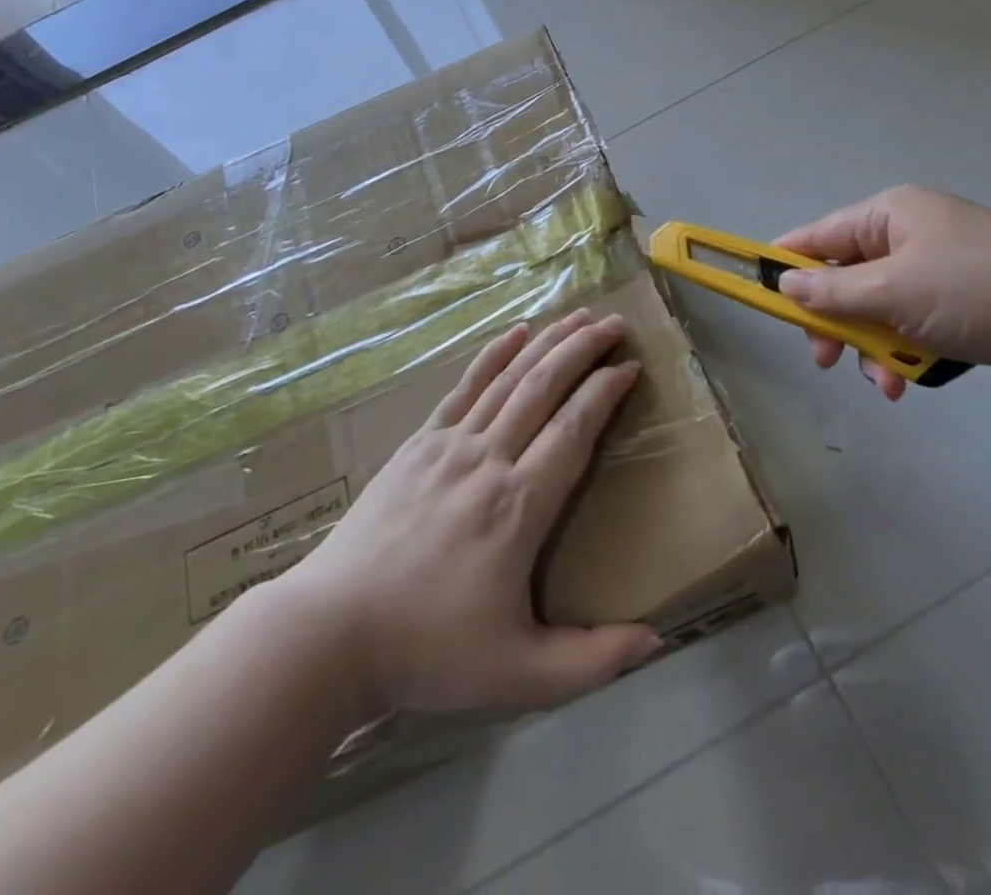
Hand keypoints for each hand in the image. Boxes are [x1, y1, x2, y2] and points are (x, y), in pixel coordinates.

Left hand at [288, 310, 660, 716]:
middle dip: (583, 349)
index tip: (631, 367)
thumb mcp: (520, 674)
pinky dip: (493, 355)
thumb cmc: (429, 650)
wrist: (332, 631)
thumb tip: (658, 639)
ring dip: (547, 343)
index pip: (574, 429)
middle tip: (615, 323)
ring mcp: (450, 445)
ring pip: (509, 379)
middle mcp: (489, 459)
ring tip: (578, 316)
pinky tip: (514, 332)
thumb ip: (593, 660)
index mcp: (519, 505)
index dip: (605, 392)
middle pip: (544, 387)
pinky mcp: (419, 443)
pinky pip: (465, 387)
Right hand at [777, 185, 990, 397]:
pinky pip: (911, 324)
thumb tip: (784, 285)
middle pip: (844, 277)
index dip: (785, 267)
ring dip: (871, 346)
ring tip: (884, 382)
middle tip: (826, 359)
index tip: (762, 302)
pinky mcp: (961, 300)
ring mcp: (936, 268)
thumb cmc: (981, 291)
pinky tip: (908, 382)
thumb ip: (832, 292)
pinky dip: (904, 352)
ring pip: (877, 307)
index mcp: (889, 214)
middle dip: (835, 322)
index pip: (817, 236)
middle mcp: (908, 234)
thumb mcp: (895, 291)